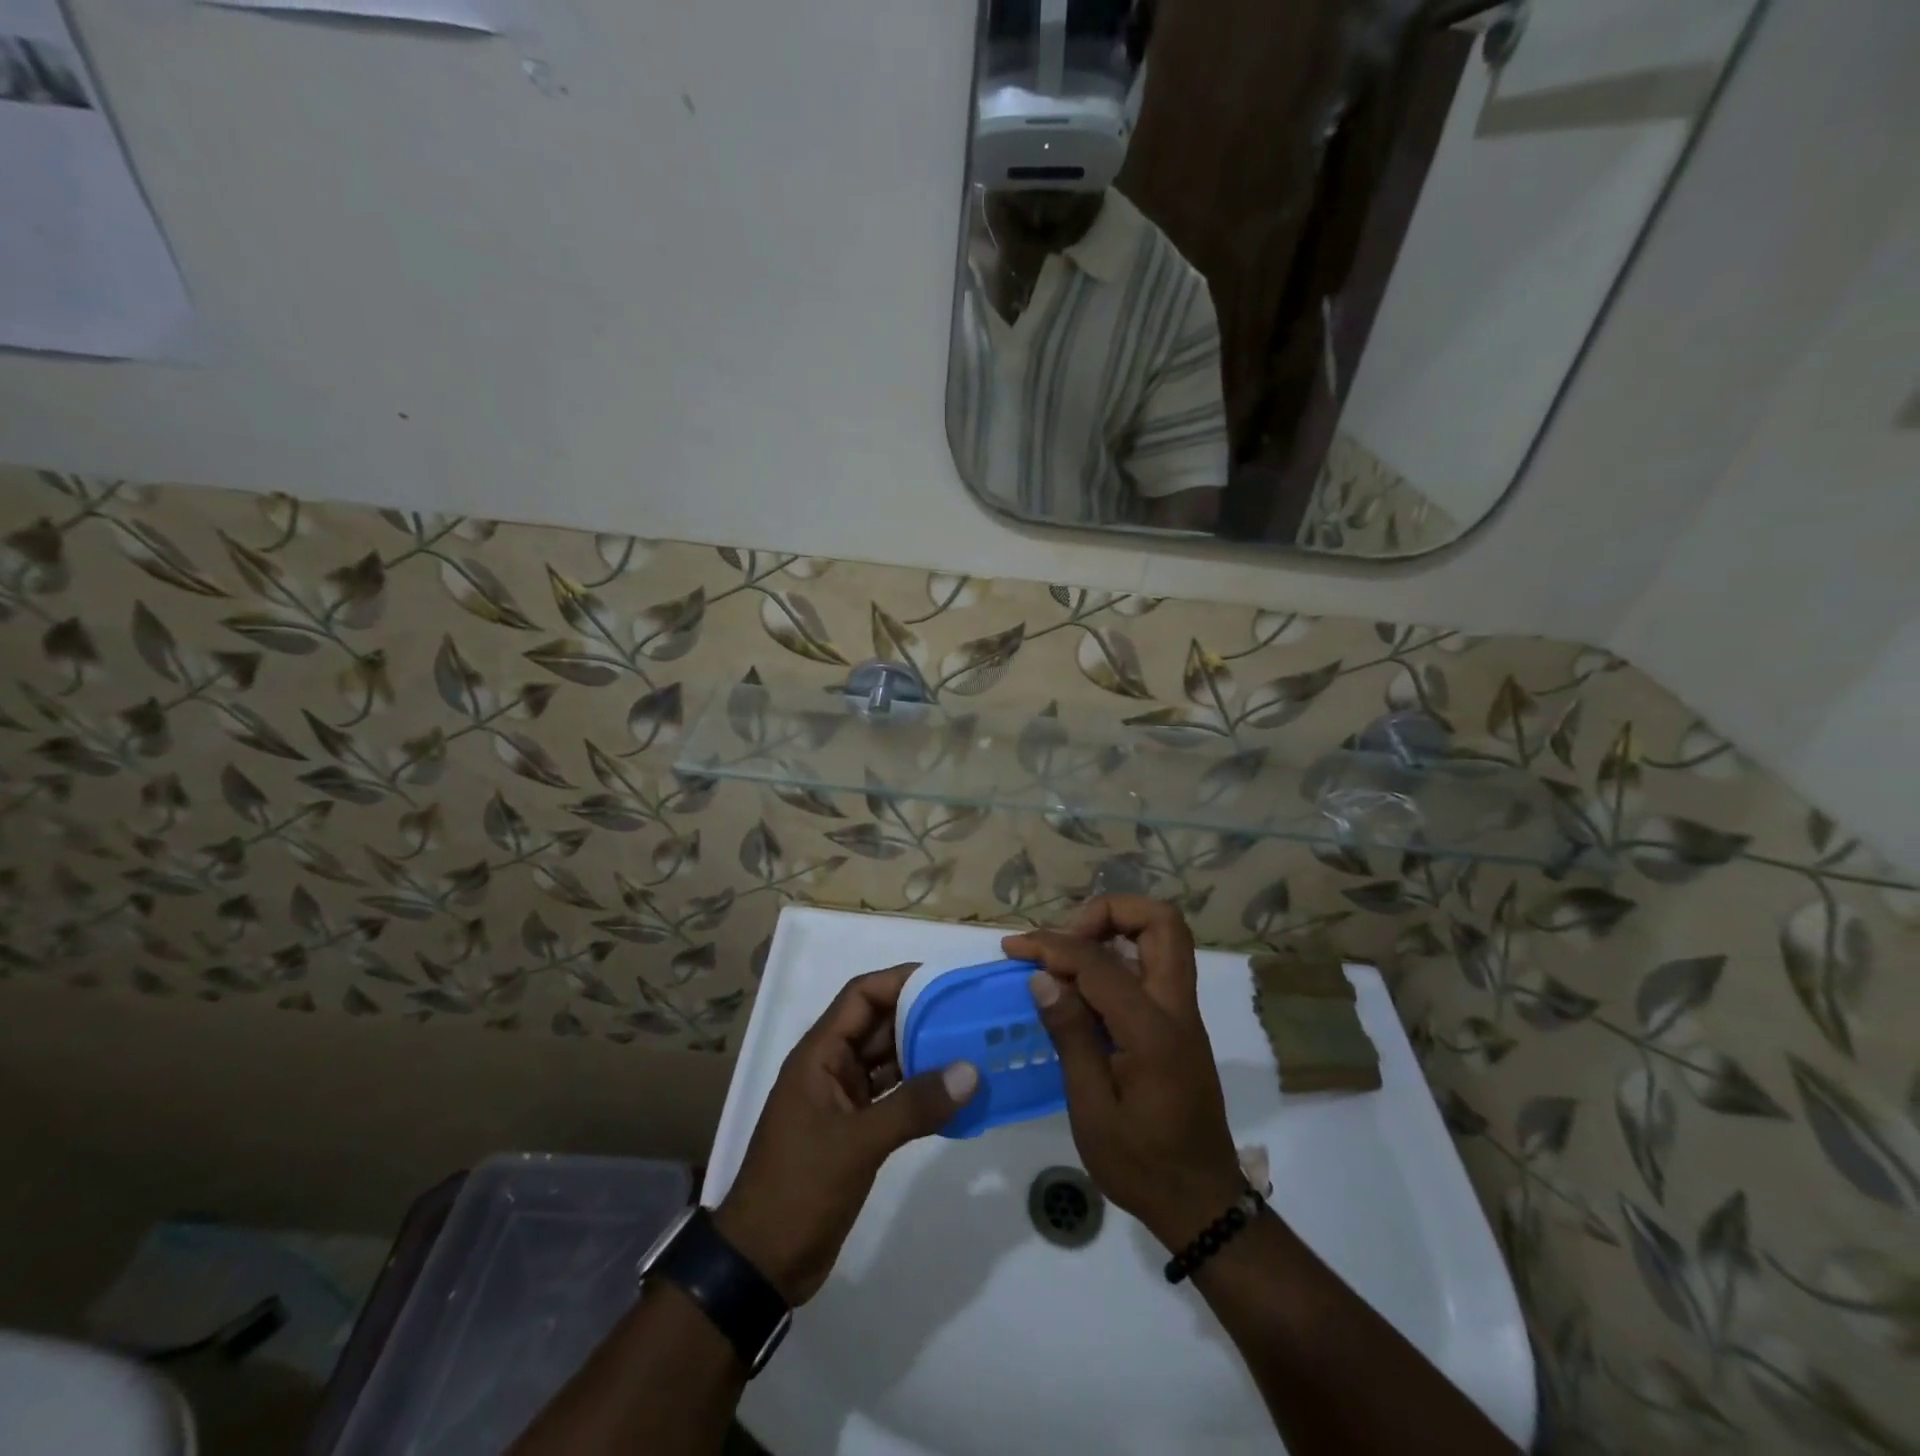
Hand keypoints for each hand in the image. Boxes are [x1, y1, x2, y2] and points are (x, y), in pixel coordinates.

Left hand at [716, 963, 977, 1305]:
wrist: (762, 1263)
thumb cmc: (799, 1187)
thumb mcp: (856, 1143)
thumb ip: (913, 1106)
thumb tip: (970, 1071)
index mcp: (820, 1055)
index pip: (862, 996)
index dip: (900, 981)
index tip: (945, 981)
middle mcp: (832, 1068)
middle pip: (880, 1025)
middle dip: (922, 1017)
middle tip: (971, 1015)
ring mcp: (843, 1100)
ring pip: (890, 1061)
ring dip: (926, 1055)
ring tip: (973, 1049)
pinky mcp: (855, 1130)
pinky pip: (894, 1097)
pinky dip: (921, 1093)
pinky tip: (955, 1096)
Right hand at [1004, 897, 1244, 1249]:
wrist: (1201, 1202)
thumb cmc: (1142, 1164)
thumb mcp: (1093, 1110)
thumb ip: (1071, 1036)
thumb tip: (1043, 978)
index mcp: (1154, 1030)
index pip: (1100, 962)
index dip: (1053, 946)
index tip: (1015, 949)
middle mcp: (1177, 1008)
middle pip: (1161, 922)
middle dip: (1107, 913)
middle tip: (1064, 940)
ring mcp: (1183, 1014)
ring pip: (1163, 937)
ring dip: (1115, 929)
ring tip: (1066, 955)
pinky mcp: (1179, 1024)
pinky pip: (1154, 966)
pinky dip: (1118, 956)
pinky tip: (1083, 985)